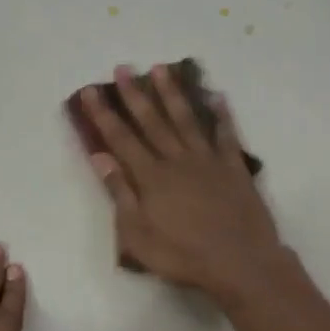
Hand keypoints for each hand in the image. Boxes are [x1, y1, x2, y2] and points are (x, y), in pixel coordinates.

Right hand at [80, 64, 288, 306]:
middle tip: (123, 68)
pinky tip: (217, 97)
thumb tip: (102, 158)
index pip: (121, 139)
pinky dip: (222, 115)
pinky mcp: (234, 168)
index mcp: (151, 177)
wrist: (239, 262)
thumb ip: (121, 194)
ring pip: (187, 119)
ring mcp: (208, 161)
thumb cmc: (182, 256)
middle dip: (135, 94)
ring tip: (162, 69)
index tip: (90, 90)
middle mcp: (177, 160)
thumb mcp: (137, 235)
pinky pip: (226, 135)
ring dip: (173, 93)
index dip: (103, 114)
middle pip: (152, 121)